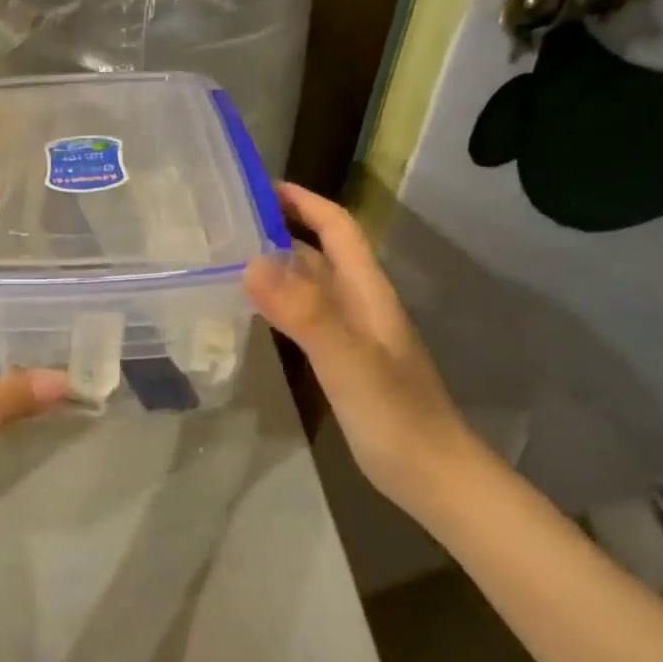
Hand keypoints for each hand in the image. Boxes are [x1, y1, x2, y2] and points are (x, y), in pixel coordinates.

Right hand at [243, 184, 472, 508]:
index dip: (306, 203)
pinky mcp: (346, 364)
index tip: (261, 187)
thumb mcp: (348, 361)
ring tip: (232, 261)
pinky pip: (309, 319)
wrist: (432, 474)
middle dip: (284, 230)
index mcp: (368, 293)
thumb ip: (305, 312)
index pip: (338, 230)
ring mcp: (355, 336)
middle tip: (230, 224)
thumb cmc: (394, 416)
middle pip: (324, 254)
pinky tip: (258, 315)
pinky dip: (283, 305)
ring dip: (281, 267)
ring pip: (315, 286)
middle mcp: (362, 305)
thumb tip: (252, 261)